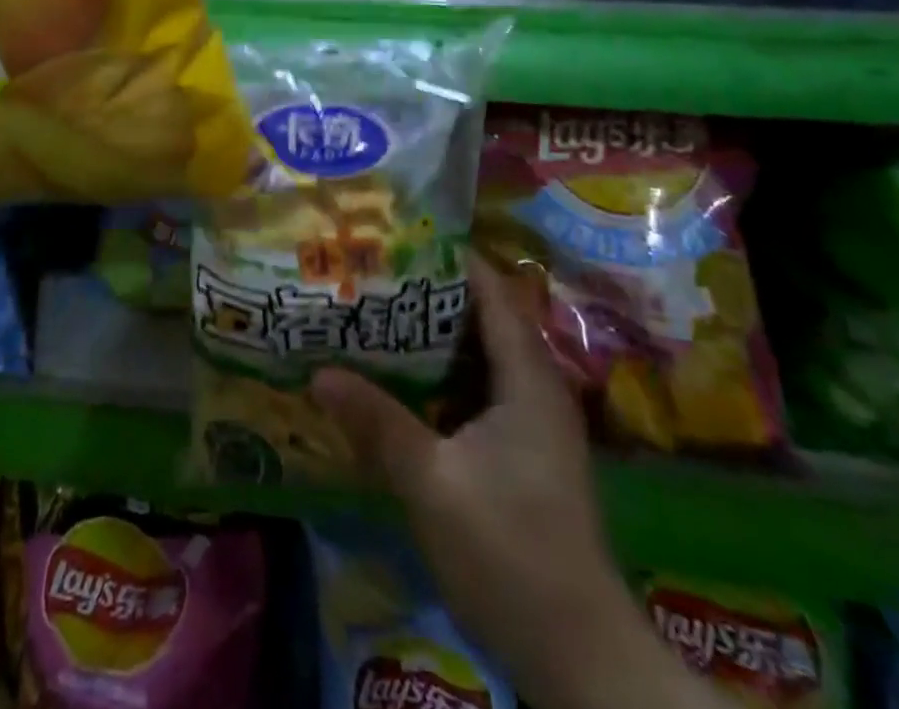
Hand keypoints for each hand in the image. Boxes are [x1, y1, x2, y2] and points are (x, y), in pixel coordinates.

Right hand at [313, 260, 716, 708]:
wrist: (578, 657)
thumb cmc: (509, 551)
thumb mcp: (431, 482)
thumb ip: (377, 422)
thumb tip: (319, 372)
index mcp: (528, 378)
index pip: (492, 291)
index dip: (448, 259)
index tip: (395, 240)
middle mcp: (536, 388)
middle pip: (482, 319)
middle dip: (428, 297)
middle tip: (371, 278)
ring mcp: (533, 425)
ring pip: (479, 358)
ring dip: (432, 340)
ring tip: (375, 319)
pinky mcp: (523, 455)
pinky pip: (478, 393)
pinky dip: (441, 379)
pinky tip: (399, 385)